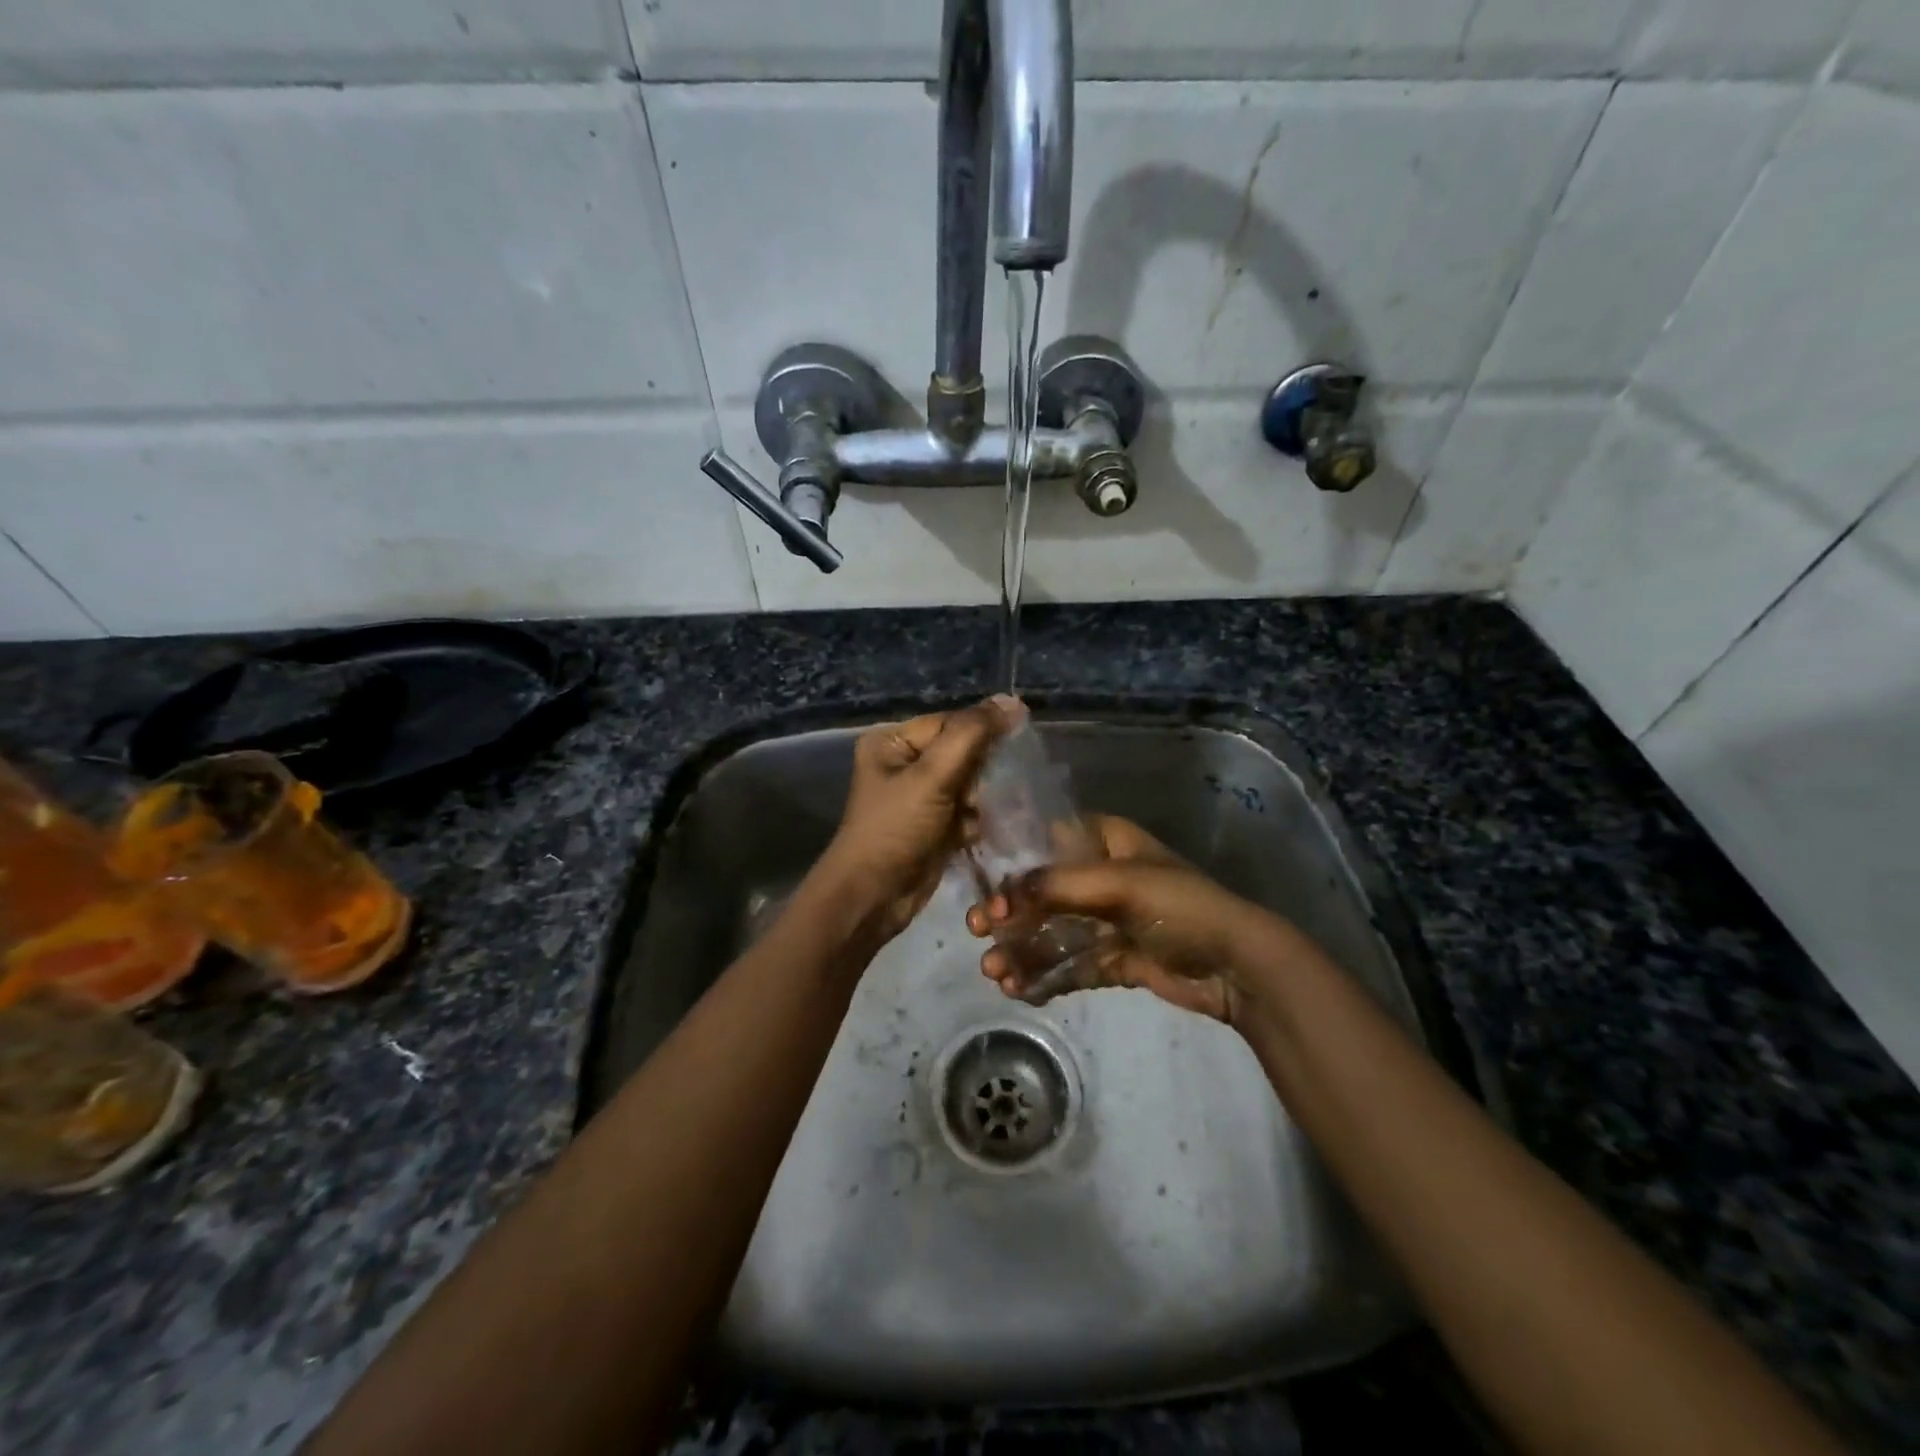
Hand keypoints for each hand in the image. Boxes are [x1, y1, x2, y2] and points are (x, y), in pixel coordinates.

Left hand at [814, 697, 1013, 946]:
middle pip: (963, 752)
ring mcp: (920, 797)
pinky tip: (986, 829)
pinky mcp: (934, 826)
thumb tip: (1012, 700)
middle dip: (986, 771)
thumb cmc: (896, 829)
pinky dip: (980, 819)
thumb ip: (972, 735)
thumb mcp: (932, 776)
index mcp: (892, 742)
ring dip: (987, 797)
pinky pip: (968, 811)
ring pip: (970, 784)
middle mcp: (904, 764)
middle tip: (1005, 786)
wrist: (872, 897)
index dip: (985, 732)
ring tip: (997, 809)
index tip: (1020, 745)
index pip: (951, 723)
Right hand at [967, 814, 1268, 1024]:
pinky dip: (1046, 976)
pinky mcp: (1115, 958)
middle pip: (1044, 892)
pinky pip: (1072, 964)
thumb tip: (999, 897)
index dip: (1014, 866)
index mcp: (1107, 841)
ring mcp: (1108, 920)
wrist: (1238, 967)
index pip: (1047, 843)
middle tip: (977, 933)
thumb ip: (1057, 886)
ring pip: (1054, 932)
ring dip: (1023, 951)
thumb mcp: (1120, 885)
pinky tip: (1020, 990)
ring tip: (995, 973)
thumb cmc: (1180, 907)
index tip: (987, 891)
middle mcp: (1103, 876)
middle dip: (1010, 916)